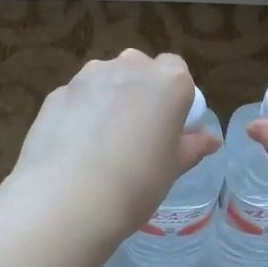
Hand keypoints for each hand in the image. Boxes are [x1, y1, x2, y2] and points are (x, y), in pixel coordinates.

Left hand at [6, 49, 219, 243]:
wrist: (68, 199)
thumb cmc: (136, 183)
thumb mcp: (172, 169)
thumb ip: (191, 147)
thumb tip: (211, 140)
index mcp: (168, 82)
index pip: (177, 70)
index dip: (174, 97)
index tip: (168, 125)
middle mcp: (129, 67)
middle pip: (139, 69)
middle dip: (140, 91)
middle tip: (137, 133)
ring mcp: (88, 77)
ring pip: (105, 80)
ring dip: (108, 99)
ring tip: (102, 143)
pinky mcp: (57, 93)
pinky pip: (78, 98)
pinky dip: (80, 113)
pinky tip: (75, 148)